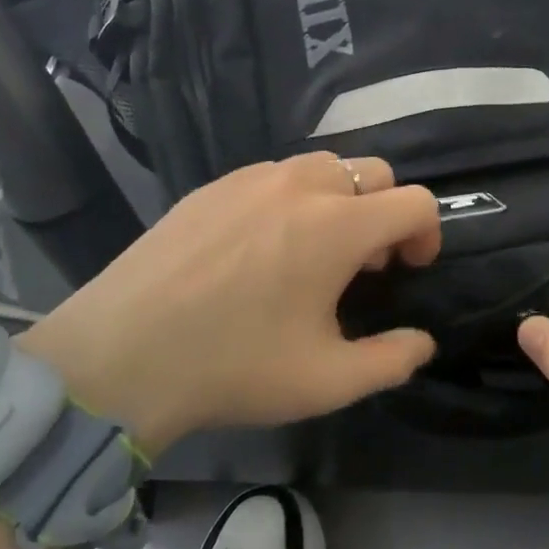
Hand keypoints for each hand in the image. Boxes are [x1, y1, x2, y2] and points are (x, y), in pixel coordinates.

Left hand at [19, 153, 439, 453]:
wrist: (120, 356)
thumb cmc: (234, 366)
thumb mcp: (326, 381)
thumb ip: (391, 360)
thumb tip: (423, 342)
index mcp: (338, 225)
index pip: (415, 201)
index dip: (428, 233)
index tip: (410, 269)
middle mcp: (300, 186)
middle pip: (373, 172)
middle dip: (385, 212)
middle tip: (363, 264)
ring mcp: (251, 179)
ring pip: (322, 167)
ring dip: (340, 201)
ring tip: (313, 251)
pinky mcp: (212, 186)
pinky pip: (273, 176)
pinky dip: (293, 199)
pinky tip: (261, 247)